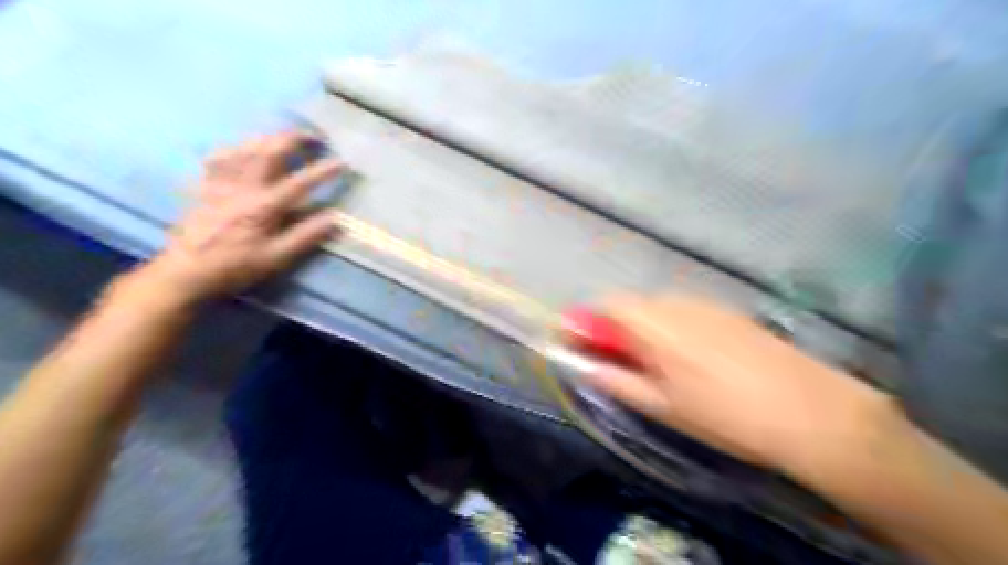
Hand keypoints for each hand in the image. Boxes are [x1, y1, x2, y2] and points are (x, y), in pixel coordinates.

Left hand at [137, 130, 341, 304]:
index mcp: (263, 206)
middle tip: (314, 136)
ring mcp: (221, 182)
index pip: (300, 182)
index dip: (323, 170)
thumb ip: (306, 236)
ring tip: (286, 138)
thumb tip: (335, 219)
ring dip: (269, 138)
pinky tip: (245, 149)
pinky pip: (221, 156)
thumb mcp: (276, 258)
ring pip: (246, 147)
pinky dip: (237, 147)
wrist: (185, 271)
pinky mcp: (206, 185)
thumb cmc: (235, 266)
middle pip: (270, 151)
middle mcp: (243, 186)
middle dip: (294, 139)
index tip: (343, 162)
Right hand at [587, 294, 882, 469]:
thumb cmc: (723, 415)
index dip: (587, 323)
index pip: (604, 305)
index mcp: (652, 323)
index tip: (583, 348)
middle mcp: (674, 302)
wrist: (810, 411)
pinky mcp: (728, 311)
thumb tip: (585, 367)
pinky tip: (693, 359)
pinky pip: (684, 312)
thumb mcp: (661, 405)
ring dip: (644, 329)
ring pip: (657, 308)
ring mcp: (704, 303)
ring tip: (658, 366)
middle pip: (630, 305)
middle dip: (616, 329)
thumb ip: (616, 381)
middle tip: (621, 364)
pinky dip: (672, 328)